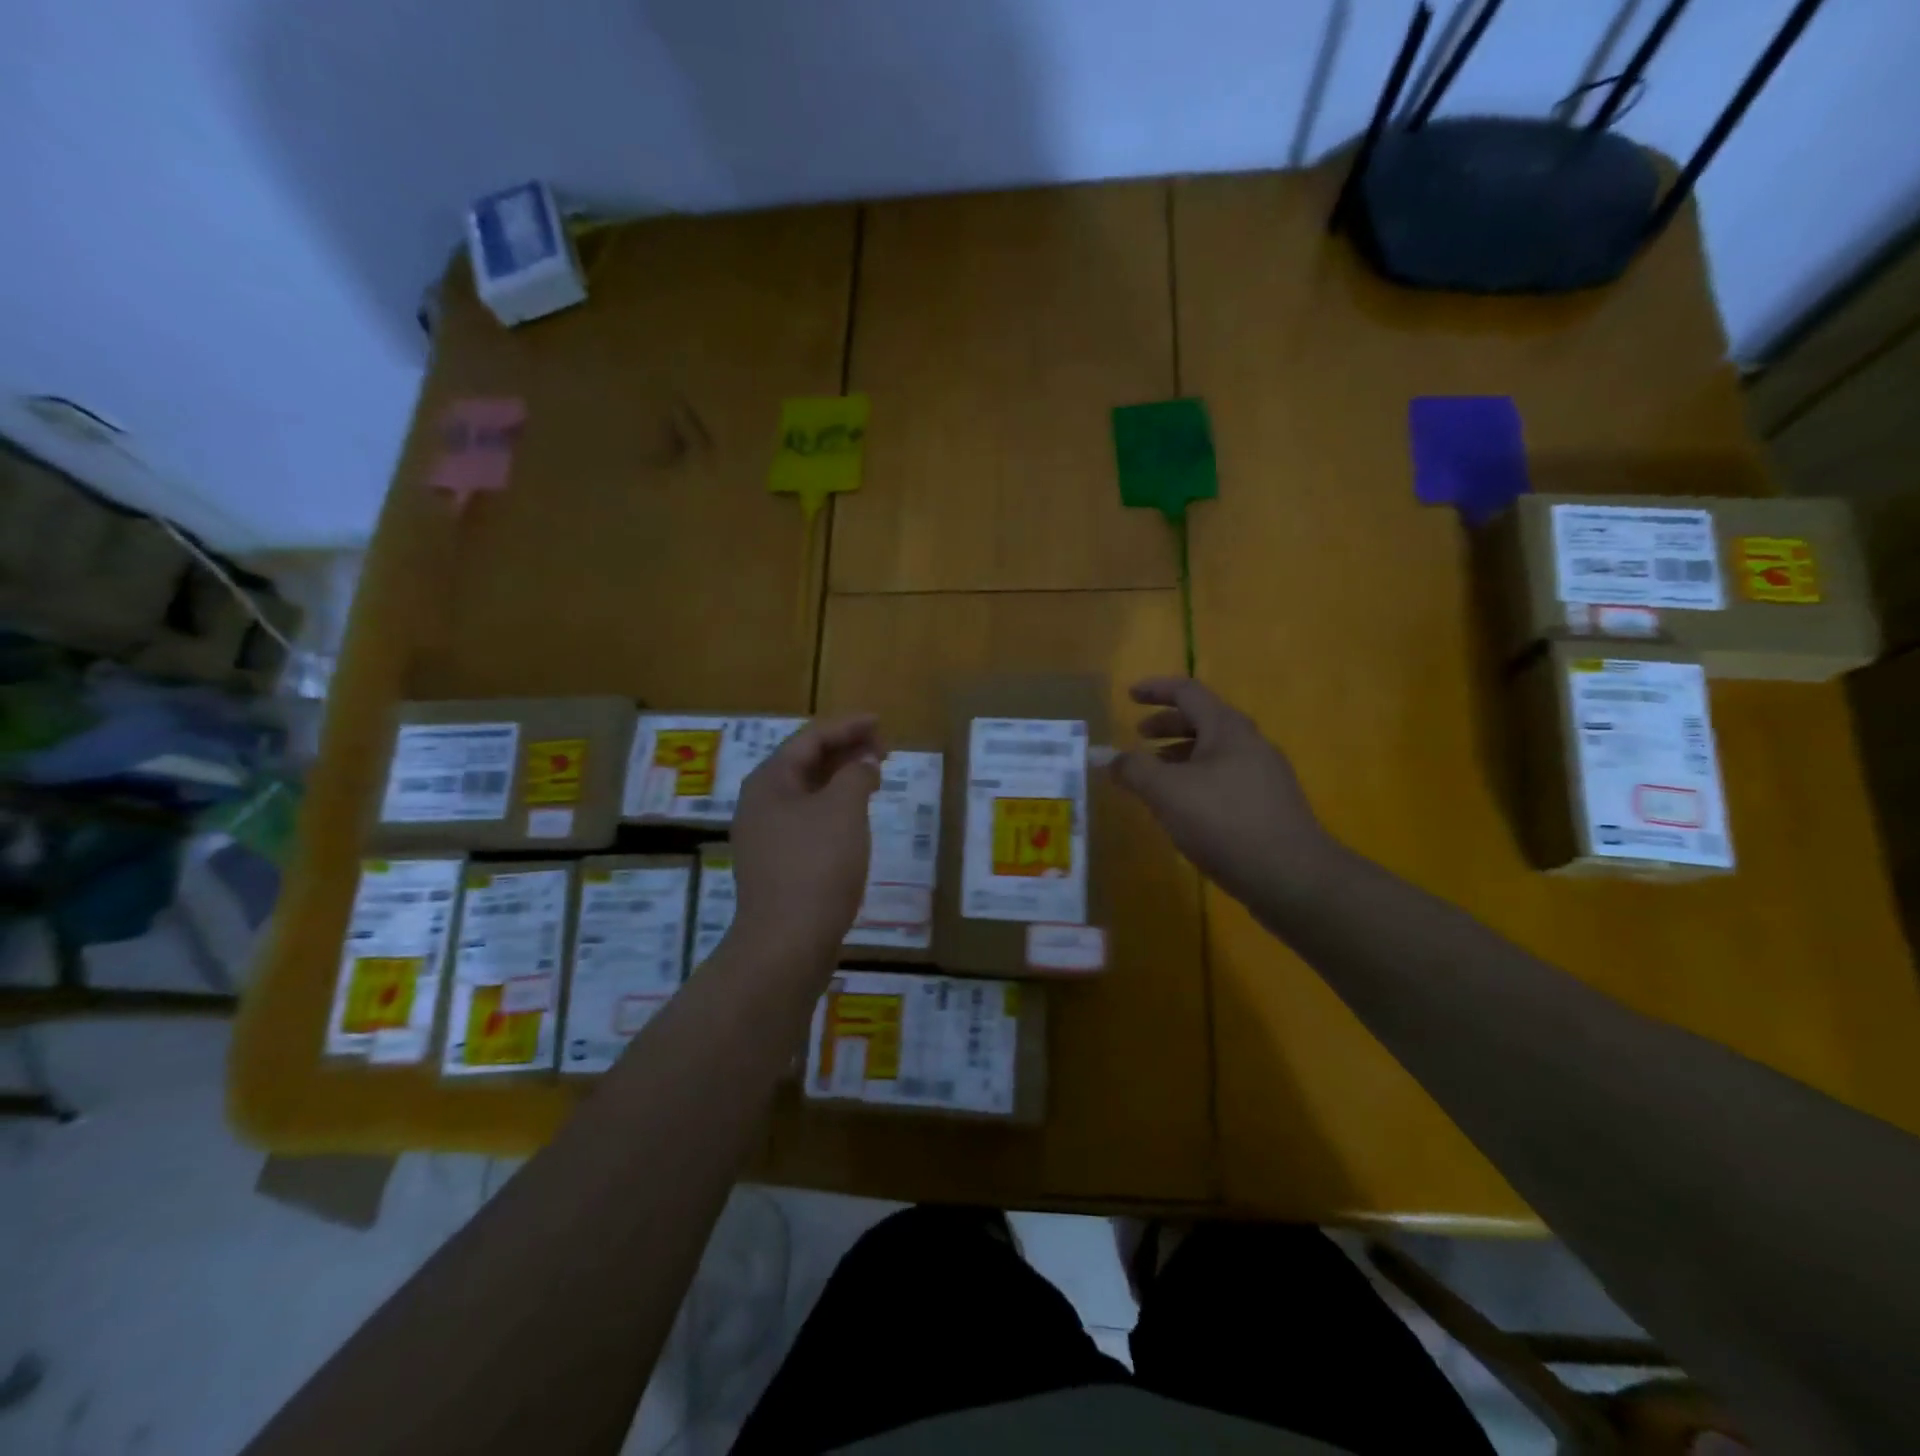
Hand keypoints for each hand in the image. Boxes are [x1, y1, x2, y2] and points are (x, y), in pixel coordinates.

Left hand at [731, 715, 882, 957]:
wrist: (787, 942)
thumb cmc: (816, 866)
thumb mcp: (843, 809)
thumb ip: (856, 775)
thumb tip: (863, 764)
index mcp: (770, 782)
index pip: (810, 738)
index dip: (847, 726)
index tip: (880, 723)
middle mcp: (761, 803)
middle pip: (806, 763)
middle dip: (845, 751)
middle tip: (884, 748)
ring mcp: (766, 836)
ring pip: (808, 794)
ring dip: (841, 780)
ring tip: (875, 776)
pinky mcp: (778, 864)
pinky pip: (809, 821)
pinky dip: (835, 809)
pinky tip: (856, 817)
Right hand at [1110, 678, 1335, 907]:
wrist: (1291, 876)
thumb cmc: (1224, 822)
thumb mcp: (1167, 792)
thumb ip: (1134, 770)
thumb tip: (1112, 759)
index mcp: (1227, 729)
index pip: (1188, 692)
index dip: (1156, 689)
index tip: (1129, 695)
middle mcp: (1250, 744)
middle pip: (1203, 720)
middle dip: (1167, 725)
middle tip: (1138, 737)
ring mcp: (1264, 775)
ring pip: (1214, 752)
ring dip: (1180, 756)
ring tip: (1155, 777)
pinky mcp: (1269, 805)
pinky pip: (1225, 779)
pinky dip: (1197, 780)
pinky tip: (1184, 809)